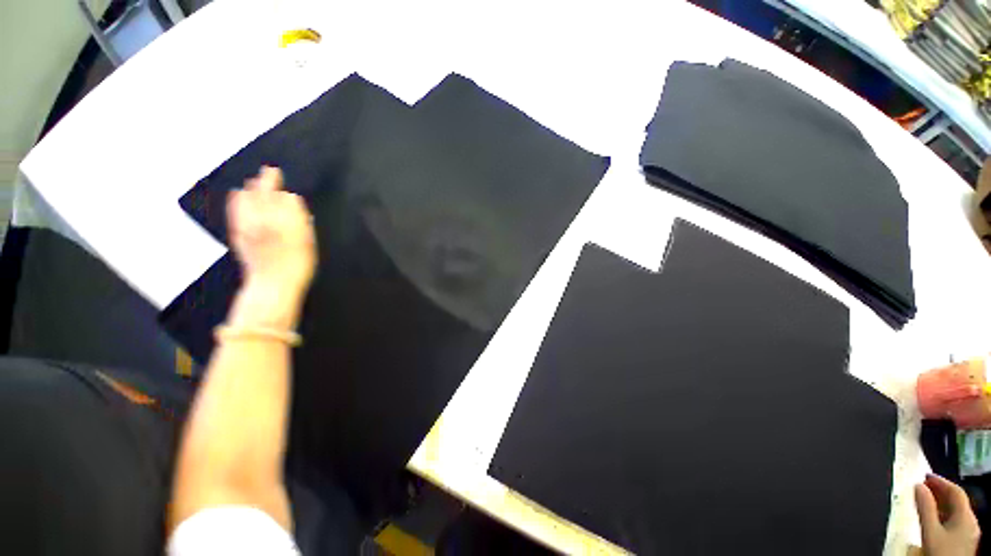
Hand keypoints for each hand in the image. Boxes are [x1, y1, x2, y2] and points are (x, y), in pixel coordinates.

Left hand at [227, 167, 315, 329]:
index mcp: (289, 222)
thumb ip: (302, 223)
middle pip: (266, 194)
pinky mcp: (238, 232)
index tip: (291, 196)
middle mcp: (267, 219)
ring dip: (252, 188)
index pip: (288, 199)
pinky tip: (237, 193)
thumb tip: (296, 207)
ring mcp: (250, 225)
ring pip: (248, 199)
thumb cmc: (298, 266)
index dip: (290, 197)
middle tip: (271, 170)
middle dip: (269, 181)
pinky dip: (236, 200)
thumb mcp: (308, 244)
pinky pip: (235, 210)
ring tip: (254, 180)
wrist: (272, 284)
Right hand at [915, 474, 979, 555]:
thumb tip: (918, 486)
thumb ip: (925, 509)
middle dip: (939, 492)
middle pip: (956, 502)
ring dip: (939, 503)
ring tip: (924, 500)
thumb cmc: (940, 552)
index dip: (941, 481)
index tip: (924, 476)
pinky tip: (932, 519)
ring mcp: (967, 533)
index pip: (956, 491)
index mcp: (966, 516)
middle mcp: (970, 522)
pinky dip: (941, 514)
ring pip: (954, 512)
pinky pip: (953, 521)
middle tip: (923, 486)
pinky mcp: (962, 540)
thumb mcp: (931, 531)